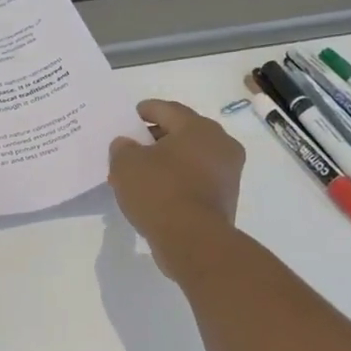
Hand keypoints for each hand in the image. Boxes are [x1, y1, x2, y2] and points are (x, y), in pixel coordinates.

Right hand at [108, 100, 244, 279]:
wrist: (193, 241)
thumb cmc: (160, 191)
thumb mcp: (126, 164)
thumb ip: (122, 147)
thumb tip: (127, 144)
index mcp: (198, 127)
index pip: (168, 110)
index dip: (147, 110)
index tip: (132, 115)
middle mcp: (220, 144)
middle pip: (182, 133)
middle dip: (156, 138)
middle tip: (132, 146)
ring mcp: (227, 173)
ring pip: (190, 158)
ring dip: (166, 161)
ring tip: (140, 172)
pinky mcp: (226, 198)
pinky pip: (196, 180)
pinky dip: (177, 180)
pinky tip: (156, 191)